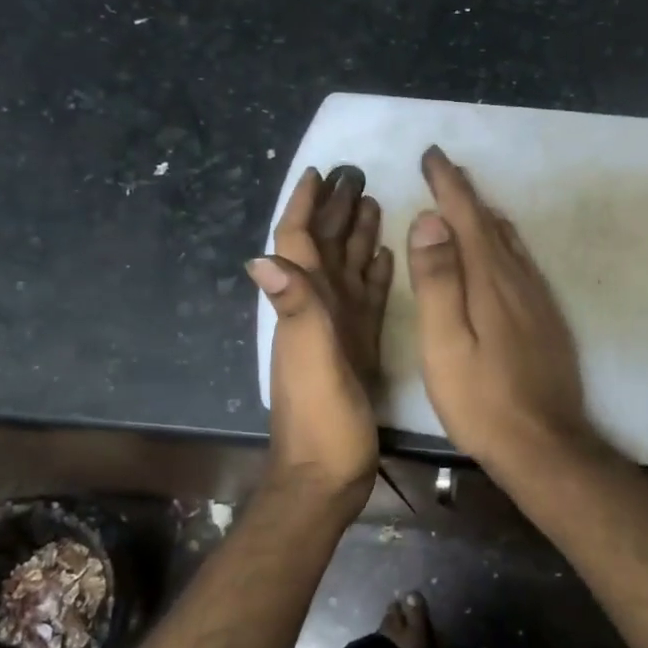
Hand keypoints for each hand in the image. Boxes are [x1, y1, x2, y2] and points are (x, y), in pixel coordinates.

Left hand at [248, 165, 393, 513]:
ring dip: (356, 235)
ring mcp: (338, 331)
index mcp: (304, 307)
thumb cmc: (320, 422)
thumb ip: (296, 311)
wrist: (326, 476)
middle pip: (324, 249)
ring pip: (346, 270)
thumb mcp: (311, 363)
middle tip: (358, 174)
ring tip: (375, 202)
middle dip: (336, 210)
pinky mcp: (358, 349)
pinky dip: (372, 274)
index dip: (304, 206)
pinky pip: (365, 300)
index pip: (298, 242)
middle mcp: (317, 311)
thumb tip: (263, 257)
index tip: (319, 172)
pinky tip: (384, 256)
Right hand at [405, 146, 594, 476]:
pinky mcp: (547, 319)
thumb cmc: (482, 400)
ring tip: (467, 202)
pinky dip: (503, 243)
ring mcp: (537, 299)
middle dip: (466, 194)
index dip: (448, 185)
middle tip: (444, 171)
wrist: (544, 445)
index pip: (467, 217)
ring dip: (485, 216)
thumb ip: (438, 281)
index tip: (432, 155)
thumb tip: (430, 220)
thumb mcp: (445, 344)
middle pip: (490, 224)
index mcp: (489, 280)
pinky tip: (499, 252)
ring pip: (510, 242)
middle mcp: (518, 280)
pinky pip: (521, 263)